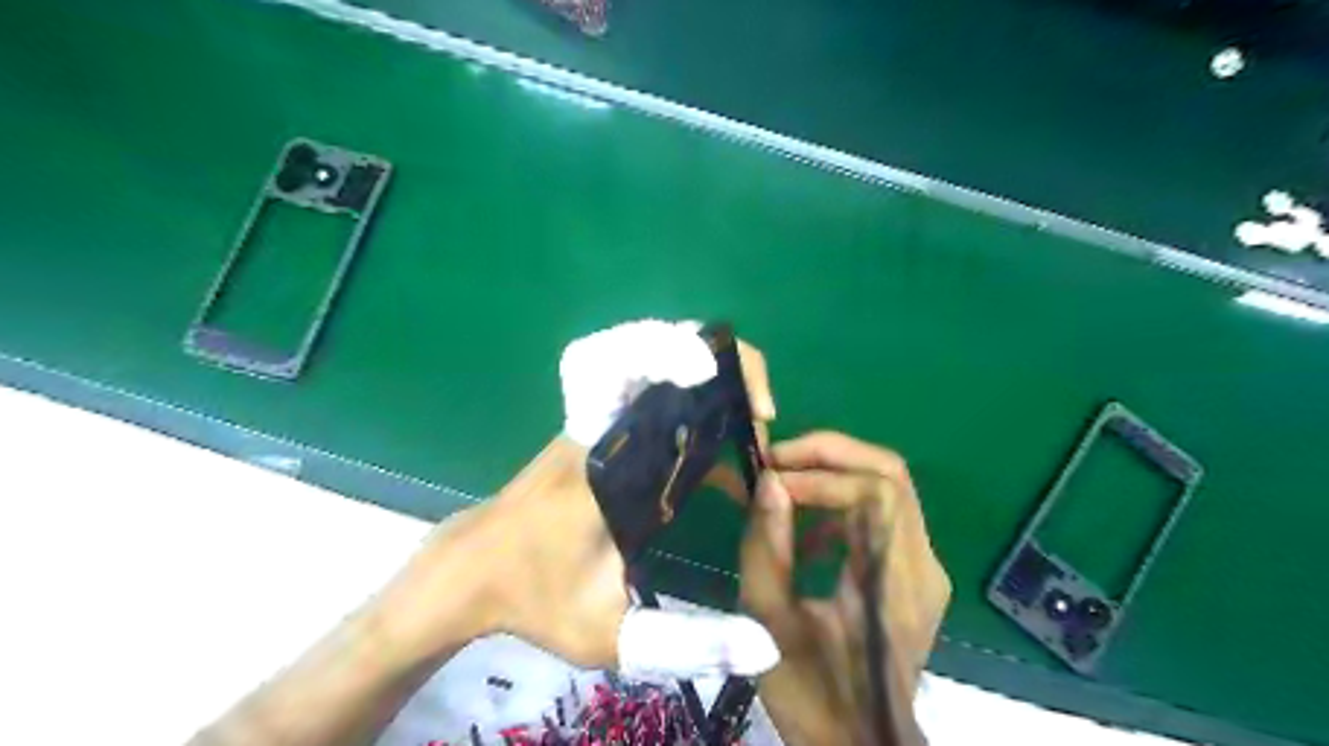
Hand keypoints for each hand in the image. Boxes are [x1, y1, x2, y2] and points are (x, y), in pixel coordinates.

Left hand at [386, 321, 781, 681]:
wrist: (472, 571)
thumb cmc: (534, 596)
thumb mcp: (607, 633)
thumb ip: (688, 642)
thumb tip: (768, 648)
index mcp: (606, 456)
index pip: (649, 375)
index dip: (703, 364)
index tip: (759, 410)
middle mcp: (603, 423)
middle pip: (654, 345)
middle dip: (725, 365)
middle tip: (761, 416)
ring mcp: (597, 417)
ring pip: (649, 356)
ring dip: (707, 372)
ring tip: (748, 420)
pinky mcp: (598, 426)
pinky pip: (644, 383)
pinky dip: (685, 387)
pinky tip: (715, 445)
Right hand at [743, 431, 949, 745]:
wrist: (858, 743)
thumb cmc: (811, 691)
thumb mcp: (769, 622)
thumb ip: (766, 547)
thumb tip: (769, 482)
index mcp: (893, 583)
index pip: (875, 492)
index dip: (820, 472)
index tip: (769, 478)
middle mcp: (922, 566)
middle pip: (890, 476)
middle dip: (830, 454)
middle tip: (777, 459)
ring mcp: (924, 569)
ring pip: (888, 488)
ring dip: (834, 474)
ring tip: (784, 483)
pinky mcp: (913, 574)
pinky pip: (883, 515)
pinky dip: (843, 503)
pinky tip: (807, 528)